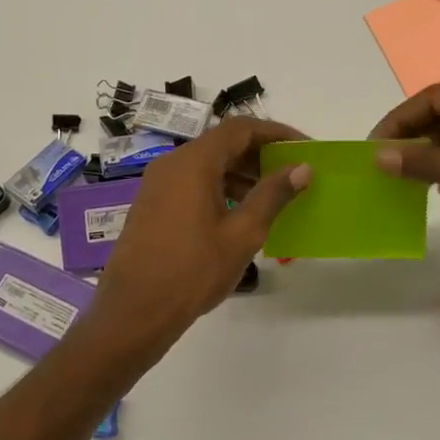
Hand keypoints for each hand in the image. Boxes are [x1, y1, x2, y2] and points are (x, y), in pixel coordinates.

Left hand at [84, 117, 310, 356]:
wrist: (135, 311)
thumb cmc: (193, 271)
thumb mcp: (242, 233)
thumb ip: (273, 195)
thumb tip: (302, 167)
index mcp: (194, 163)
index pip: (240, 129)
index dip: (276, 133)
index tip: (304, 147)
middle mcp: (172, 164)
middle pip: (222, 144)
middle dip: (260, 154)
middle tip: (293, 174)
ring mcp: (158, 184)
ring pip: (207, 164)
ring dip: (242, 173)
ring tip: (273, 197)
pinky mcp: (153, 205)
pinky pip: (192, 183)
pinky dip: (221, 187)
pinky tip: (240, 214)